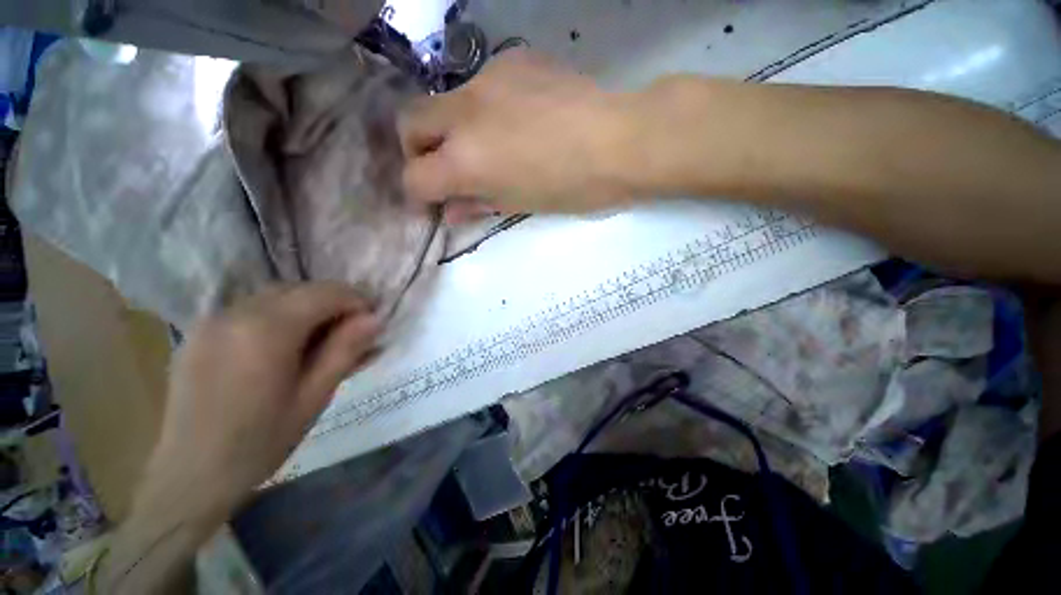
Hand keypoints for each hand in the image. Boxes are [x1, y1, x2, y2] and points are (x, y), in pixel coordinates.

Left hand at [146, 283, 379, 517]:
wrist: (190, 476)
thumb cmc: (259, 442)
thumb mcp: (314, 397)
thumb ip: (345, 351)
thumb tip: (375, 319)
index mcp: (266, 330)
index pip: (326, 292)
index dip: (357, 301)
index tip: (372, 323)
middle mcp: (235, 313)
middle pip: (301, 289)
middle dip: (333, 304)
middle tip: (351, 335)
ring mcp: (212, 320)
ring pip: (277, 296)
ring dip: (308, 310)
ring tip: (321, 342)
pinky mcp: (200, 331)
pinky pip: (252, 310)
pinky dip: (280, 317)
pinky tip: (285, 347)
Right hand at [399, 49, 640, 218]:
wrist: (620, 140)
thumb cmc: (572, 188)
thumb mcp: (520, 206)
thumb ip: (478, 205)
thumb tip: (452, 211)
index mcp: (467, 160)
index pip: (415, 177)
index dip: (418, 195)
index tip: (433, 203)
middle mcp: (465, 113)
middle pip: (410, 122)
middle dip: (418, 150)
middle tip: (445, 169)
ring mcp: (487, 79)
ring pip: (445, 102)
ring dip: (453, 129)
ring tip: (490, 146)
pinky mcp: (512, 60)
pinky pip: (481, 86)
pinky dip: (485, 109)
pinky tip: (516, 119)